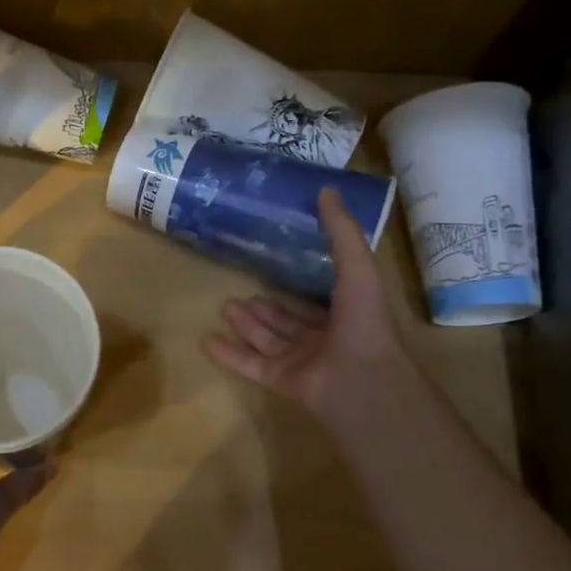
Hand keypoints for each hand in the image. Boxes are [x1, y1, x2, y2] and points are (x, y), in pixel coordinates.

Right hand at [206, 187, 409, 426]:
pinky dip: (229, 354)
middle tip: (240, 292)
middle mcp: (323, 339)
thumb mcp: (356, 266)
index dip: (298, 285)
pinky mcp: (281, 381)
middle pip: (287, 322)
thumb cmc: (362, 321)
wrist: (361, 379)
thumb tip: (326, 190)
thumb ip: (341, 231)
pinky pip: (250, 366)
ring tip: (225, 306)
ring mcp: (301, 363)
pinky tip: (208, 340)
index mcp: (344, 315)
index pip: (318, 300)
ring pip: (268, 341)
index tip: (275, 266)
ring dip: (247, 325)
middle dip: (265, 308)